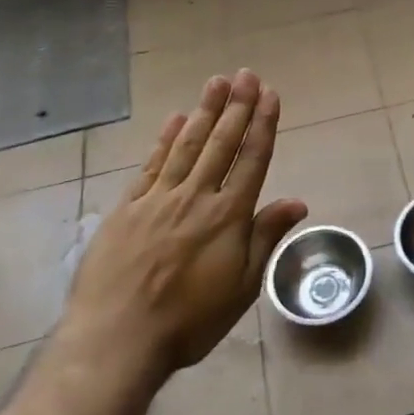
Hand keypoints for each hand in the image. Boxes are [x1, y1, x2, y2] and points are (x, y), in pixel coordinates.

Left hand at [57, 69, 306, 379]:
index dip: (263, 125)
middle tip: (246, 74)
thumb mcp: (242, 287)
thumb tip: (298, 200)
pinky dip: (164, 139)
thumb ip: (266, 237)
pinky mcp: (127, 209)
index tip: (270, 94)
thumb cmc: (188, 321)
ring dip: (204, 111)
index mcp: (227, 215)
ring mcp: (158, 199)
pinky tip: (174, 119)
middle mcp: (196, 197)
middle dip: (237, 106)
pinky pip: (151, 165)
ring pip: (187, 145)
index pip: (251, 159)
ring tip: (216, 82)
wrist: (115, 340)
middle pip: (221, 143)